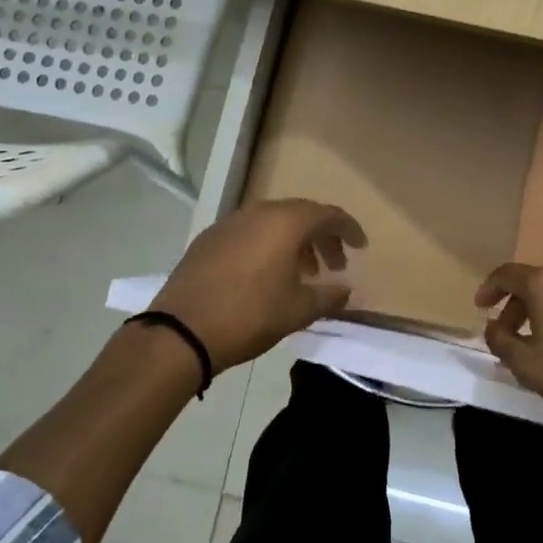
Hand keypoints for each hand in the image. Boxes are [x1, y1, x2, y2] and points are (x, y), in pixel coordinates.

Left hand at [151, 200, 365, 369]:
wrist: (182, 330)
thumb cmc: (249, 315)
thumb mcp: (297, 310)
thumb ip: (328, 296)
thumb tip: (346, 290)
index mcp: (286, 222)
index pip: (328, 215)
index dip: (348, 229)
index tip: (361, 247)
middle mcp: (259, 212)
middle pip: (301, 215)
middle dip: (322, 236)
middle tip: (334, 264)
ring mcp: (230, 222)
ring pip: (273, 222)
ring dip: (294, 242)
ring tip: (303, 272)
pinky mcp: (209, 238)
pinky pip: (249, 232)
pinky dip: (267, 245)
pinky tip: (266, 274)